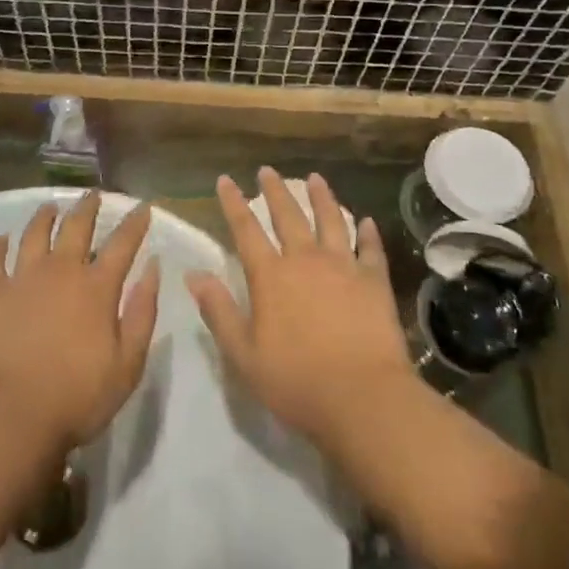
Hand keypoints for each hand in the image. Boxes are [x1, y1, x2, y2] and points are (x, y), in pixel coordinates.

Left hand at [0, 192, 160, 451]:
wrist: (11, 415)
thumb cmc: (77, 397)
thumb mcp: (128, 363)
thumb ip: (143, 312)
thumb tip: (153, 267)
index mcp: (97, 287)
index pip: (123, 243)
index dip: (135, 222)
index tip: (143, 205)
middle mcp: (61, 270)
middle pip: (76, 226)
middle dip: (88, 206)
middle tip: (93, 194)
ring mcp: (22, 278)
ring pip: (34, 233)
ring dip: (44, 216)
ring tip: (50, 206)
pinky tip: (1, 239)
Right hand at [186, 168, 413, 451]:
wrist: (362, 398)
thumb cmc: (296, 381)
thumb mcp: (244, 354)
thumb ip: (219, 311)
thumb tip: (194, 274)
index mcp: (271, 276)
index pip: (246, 230)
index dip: (233, 203)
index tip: (226, 180)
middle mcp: (305, 260)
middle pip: (288, 216)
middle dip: (275, 191)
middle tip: (268, 170)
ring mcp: (343, 266)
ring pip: (330, 220)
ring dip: (322, 197)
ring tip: (316, 178)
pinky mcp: (374, 281)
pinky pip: (371, 249)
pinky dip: (368, 233)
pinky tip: (367, 221)